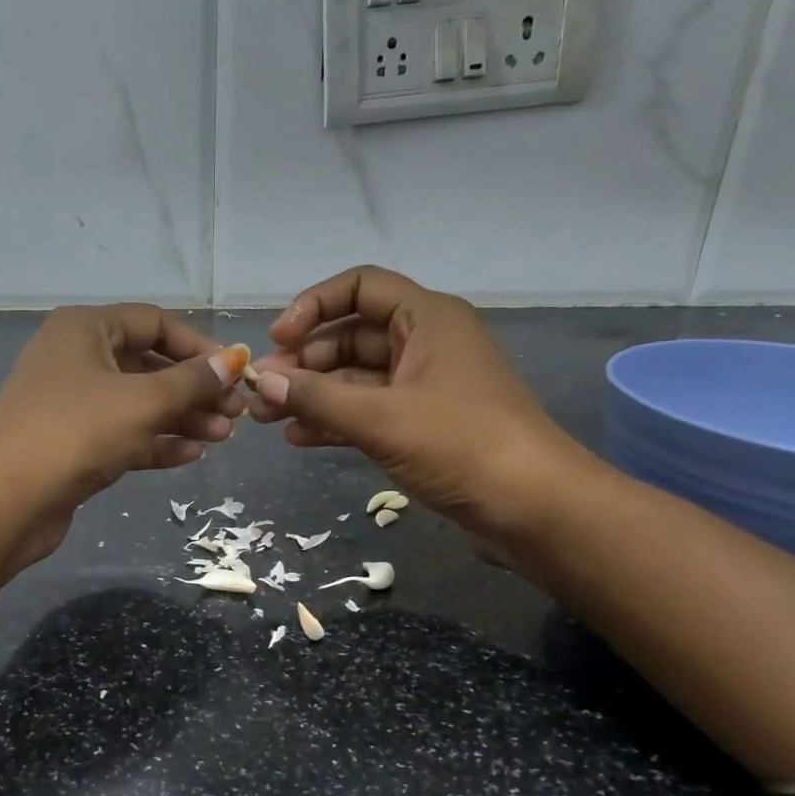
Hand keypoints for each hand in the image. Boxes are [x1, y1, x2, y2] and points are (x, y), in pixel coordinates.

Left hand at [0, 304, 247, 568]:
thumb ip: (192, 381)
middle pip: (148, 366)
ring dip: (181, 419)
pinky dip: (155, 443)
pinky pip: (123, 435)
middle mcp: (76, 359)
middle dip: (194, 390)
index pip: (154, 323)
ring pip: (138, 404)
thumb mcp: (143, 401)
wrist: (4, 499)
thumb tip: (234, 360)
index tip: (234, 373)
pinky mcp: (72, 446)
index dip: (198, 345)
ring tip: (222, 438)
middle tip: (235, 414)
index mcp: (85, 329)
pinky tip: (190, 456)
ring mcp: (71, 405)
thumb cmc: (76, 431)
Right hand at [246, 266, 590, 557]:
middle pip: (350, 336)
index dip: (313, 306)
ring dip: (312, 395)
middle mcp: (424, 343)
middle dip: (303, 362)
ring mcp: (423, 387)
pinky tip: (298, 439)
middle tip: (261, 391)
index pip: (360, 287)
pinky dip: (334, 421)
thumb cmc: (462, 444)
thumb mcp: (382, 418)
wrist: (533, 507)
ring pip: (355, 378)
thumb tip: (263, 380)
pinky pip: (367, 412)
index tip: (278, 339)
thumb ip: (318, 398)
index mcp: (426, 319)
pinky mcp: (421, 426)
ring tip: (265, 417)